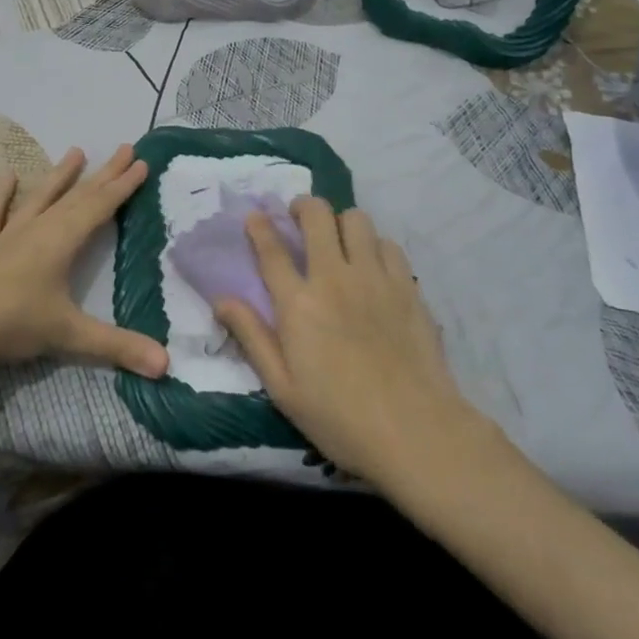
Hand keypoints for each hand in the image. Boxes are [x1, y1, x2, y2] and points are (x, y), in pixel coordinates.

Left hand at [0, 144, 169, 379]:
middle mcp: (38, 229)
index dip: (123, 186)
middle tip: (124, 148)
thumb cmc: (13, 323)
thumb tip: (166, 364)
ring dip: (60, 176)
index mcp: (61, 241)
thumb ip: (117, 346)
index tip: (141, 162)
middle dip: (103, 174)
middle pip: (77, 196)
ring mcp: (8, 235)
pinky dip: (1, 194)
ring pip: (40, 197)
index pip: (100, 206)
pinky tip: (7, 174)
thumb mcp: (69, 335)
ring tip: (75, 151)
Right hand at [216, 199, 501, 487]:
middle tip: (299, 219)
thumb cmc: (340, 418)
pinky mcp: (407, 286)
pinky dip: (375, 246)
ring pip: (356, 219)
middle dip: (303, 207)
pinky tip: (373, 266)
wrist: (416, 432)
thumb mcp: (283, 388)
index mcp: (298, 304)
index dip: (259, 226)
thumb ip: (252, 336)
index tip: (254, 217)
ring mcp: (374, 278)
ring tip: (339, 241)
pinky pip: (388, 244)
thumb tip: (221, 300)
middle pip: (317, 216)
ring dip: (341, 223)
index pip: (271, 249)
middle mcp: (334, 278)